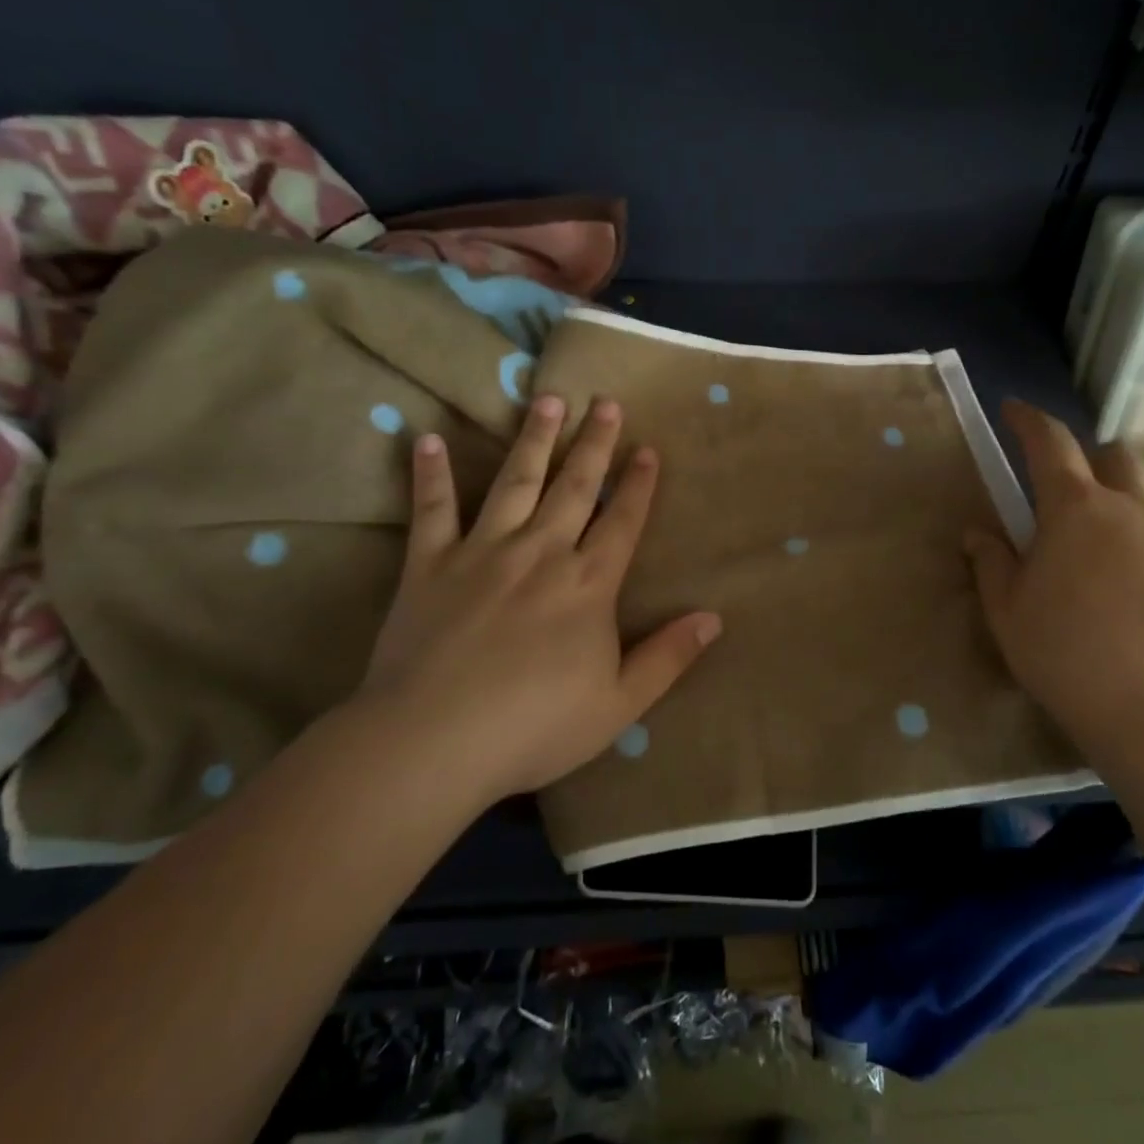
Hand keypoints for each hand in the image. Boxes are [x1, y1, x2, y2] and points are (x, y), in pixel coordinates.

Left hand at [356, 394, 721, 802]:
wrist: (432, 743)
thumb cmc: (533, 727)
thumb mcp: (619, 704)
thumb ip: (668, 657)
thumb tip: (715, 618)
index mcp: (588, 585)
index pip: (623, 522)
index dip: (639, 484)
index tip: (647, 447)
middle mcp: (541, 553)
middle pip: (575, 487)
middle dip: (594, 443)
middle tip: (605, 402)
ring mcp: (483, 553)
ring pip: (515, 482)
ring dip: (534, 439)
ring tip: (547, 400)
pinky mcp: (430, 565)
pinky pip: (432, 511)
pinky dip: (431, 475)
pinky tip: (428, 440)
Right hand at [963, 401, 1143, 771]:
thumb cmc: (1064, 652)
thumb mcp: (1008, 609)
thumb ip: (991, 562)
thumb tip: (978, 532)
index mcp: (1075, 510)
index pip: (1050, 442)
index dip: (1029, 420)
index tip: (1013, 409)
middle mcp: (1129, 511)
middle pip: (1115, 456)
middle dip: (1088, 455)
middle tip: (1062, 487)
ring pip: (1141, 502)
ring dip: (1114, 508)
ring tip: (1091, 556)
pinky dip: (1136, 548)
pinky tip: (1123, 594)